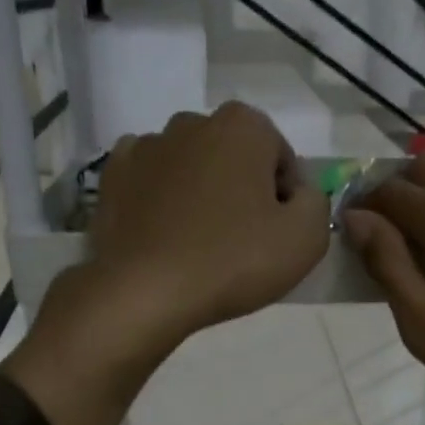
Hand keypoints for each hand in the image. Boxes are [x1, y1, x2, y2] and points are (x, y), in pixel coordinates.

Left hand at [4, 103, 327, 424]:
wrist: (137, 300)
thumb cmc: (229, 269)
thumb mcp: (303, 243)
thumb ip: (318, 209)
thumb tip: (299, 200)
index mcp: (240, 128)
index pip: (283, 159)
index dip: (289, 204)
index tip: (280, 246)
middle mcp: (188, 124)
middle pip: (236, 164)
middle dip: (247, 202)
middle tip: (245, 256)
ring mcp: (140, 152)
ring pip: (193, 180)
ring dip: (205, 210)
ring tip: (203, 263)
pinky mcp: (106, 186)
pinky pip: (153, 198)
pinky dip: (165, 220)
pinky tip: (167, 259)